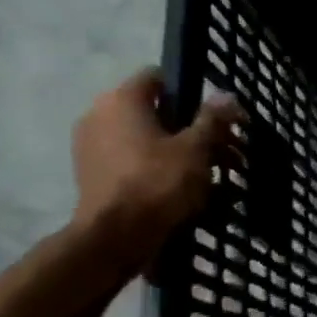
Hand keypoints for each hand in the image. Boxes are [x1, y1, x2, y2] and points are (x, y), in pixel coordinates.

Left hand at [70, 69, 242, 272]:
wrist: (115, 238)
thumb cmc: (158, 183)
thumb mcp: (196, 149)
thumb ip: (212, 119)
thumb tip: (226, 94)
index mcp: (122, 100)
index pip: (159, 77)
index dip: (192, 92)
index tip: (216, 116)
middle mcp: (99, 115)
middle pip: (156, 112)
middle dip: (193, 130)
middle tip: (226, 152)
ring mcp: (91, 146)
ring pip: (146, 139)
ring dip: (179, 152)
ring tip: (212, 177)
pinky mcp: (92, 175)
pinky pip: (133, 162)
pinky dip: (158, 170)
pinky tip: (185, 192)